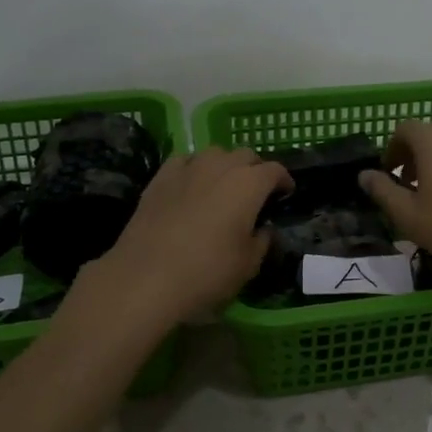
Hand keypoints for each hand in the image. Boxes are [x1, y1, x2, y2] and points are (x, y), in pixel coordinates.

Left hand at [92, 147, 291, 321]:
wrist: (146, 277)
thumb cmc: (207, 272)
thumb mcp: (248, 265)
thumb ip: (261, 241)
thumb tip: (262, 230)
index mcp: (249, 184)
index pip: (275, 170)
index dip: (283, 180)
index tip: (285, 193)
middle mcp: (221, 167)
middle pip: (245, 155)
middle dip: (255, 169)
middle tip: (256, 192)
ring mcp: (188, 168)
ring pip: (214, 153)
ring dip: (225, 165)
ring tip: (223, 186)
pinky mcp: (160, 178)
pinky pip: (184, 161)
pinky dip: (194, 168)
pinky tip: (191, 185)